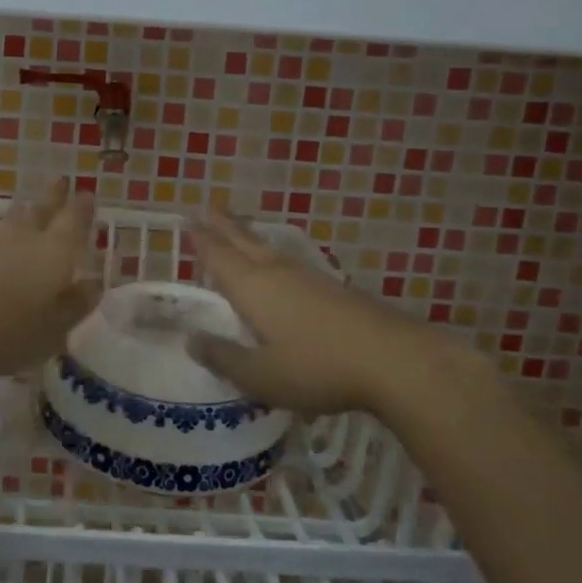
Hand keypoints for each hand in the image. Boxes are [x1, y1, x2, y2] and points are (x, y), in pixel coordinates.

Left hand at [0, 179, 100, 377]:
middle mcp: (21, 239)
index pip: (74, 222)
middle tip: (60, 180)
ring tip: (29, 209)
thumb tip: (93, 283)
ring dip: (23, 214)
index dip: (82, 209)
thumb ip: (75, 306)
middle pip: (40, 211)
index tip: (87, 194)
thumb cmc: (1, 328)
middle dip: (53, 197)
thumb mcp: (51, 330)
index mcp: (54, 253)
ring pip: (10, 222)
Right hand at [187, 207, 495, 422]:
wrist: (395, 360)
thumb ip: (223, 357)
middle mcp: (277, 272)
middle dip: (223, 225)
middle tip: (206, 207)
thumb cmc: (317, 367)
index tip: (186, 219)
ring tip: (238, 234)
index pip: (218, 255)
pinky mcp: (334, 289)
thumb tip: (191, 339)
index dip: (200, 239)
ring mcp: (309, 277)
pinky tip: (280, 270)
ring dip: (249, 238)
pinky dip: (273, 259)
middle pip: (244, 241)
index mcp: (252, 287)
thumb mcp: (260, 375)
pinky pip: (291, 264)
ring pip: (269, 250)